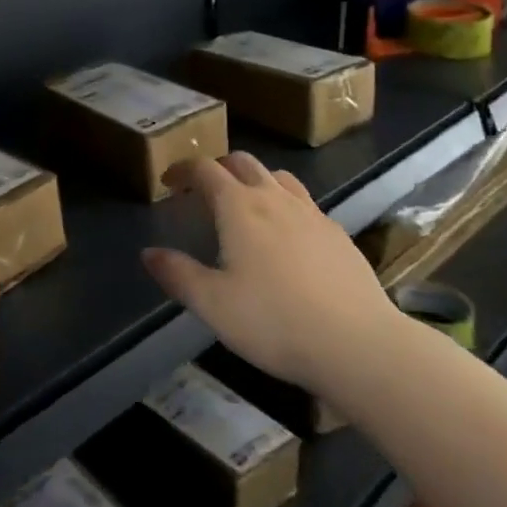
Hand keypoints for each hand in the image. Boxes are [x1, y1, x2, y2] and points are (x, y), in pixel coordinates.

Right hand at [143, 154, 395, 393]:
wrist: (357, 344)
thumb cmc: (274, 322)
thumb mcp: (213, 304)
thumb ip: (177, 275)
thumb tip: (149, 253)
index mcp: (239, 207)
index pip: (205, 169)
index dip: (183, 170)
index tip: (169, 182)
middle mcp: (275, 198)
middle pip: (243, 162)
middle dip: (218, 167)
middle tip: (203, 189)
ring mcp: (312, 213)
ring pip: (278, 177)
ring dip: (255, 180)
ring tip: (246, 205)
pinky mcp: (338, 234)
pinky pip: (305, 203)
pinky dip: (286, 204)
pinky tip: (288, 237)